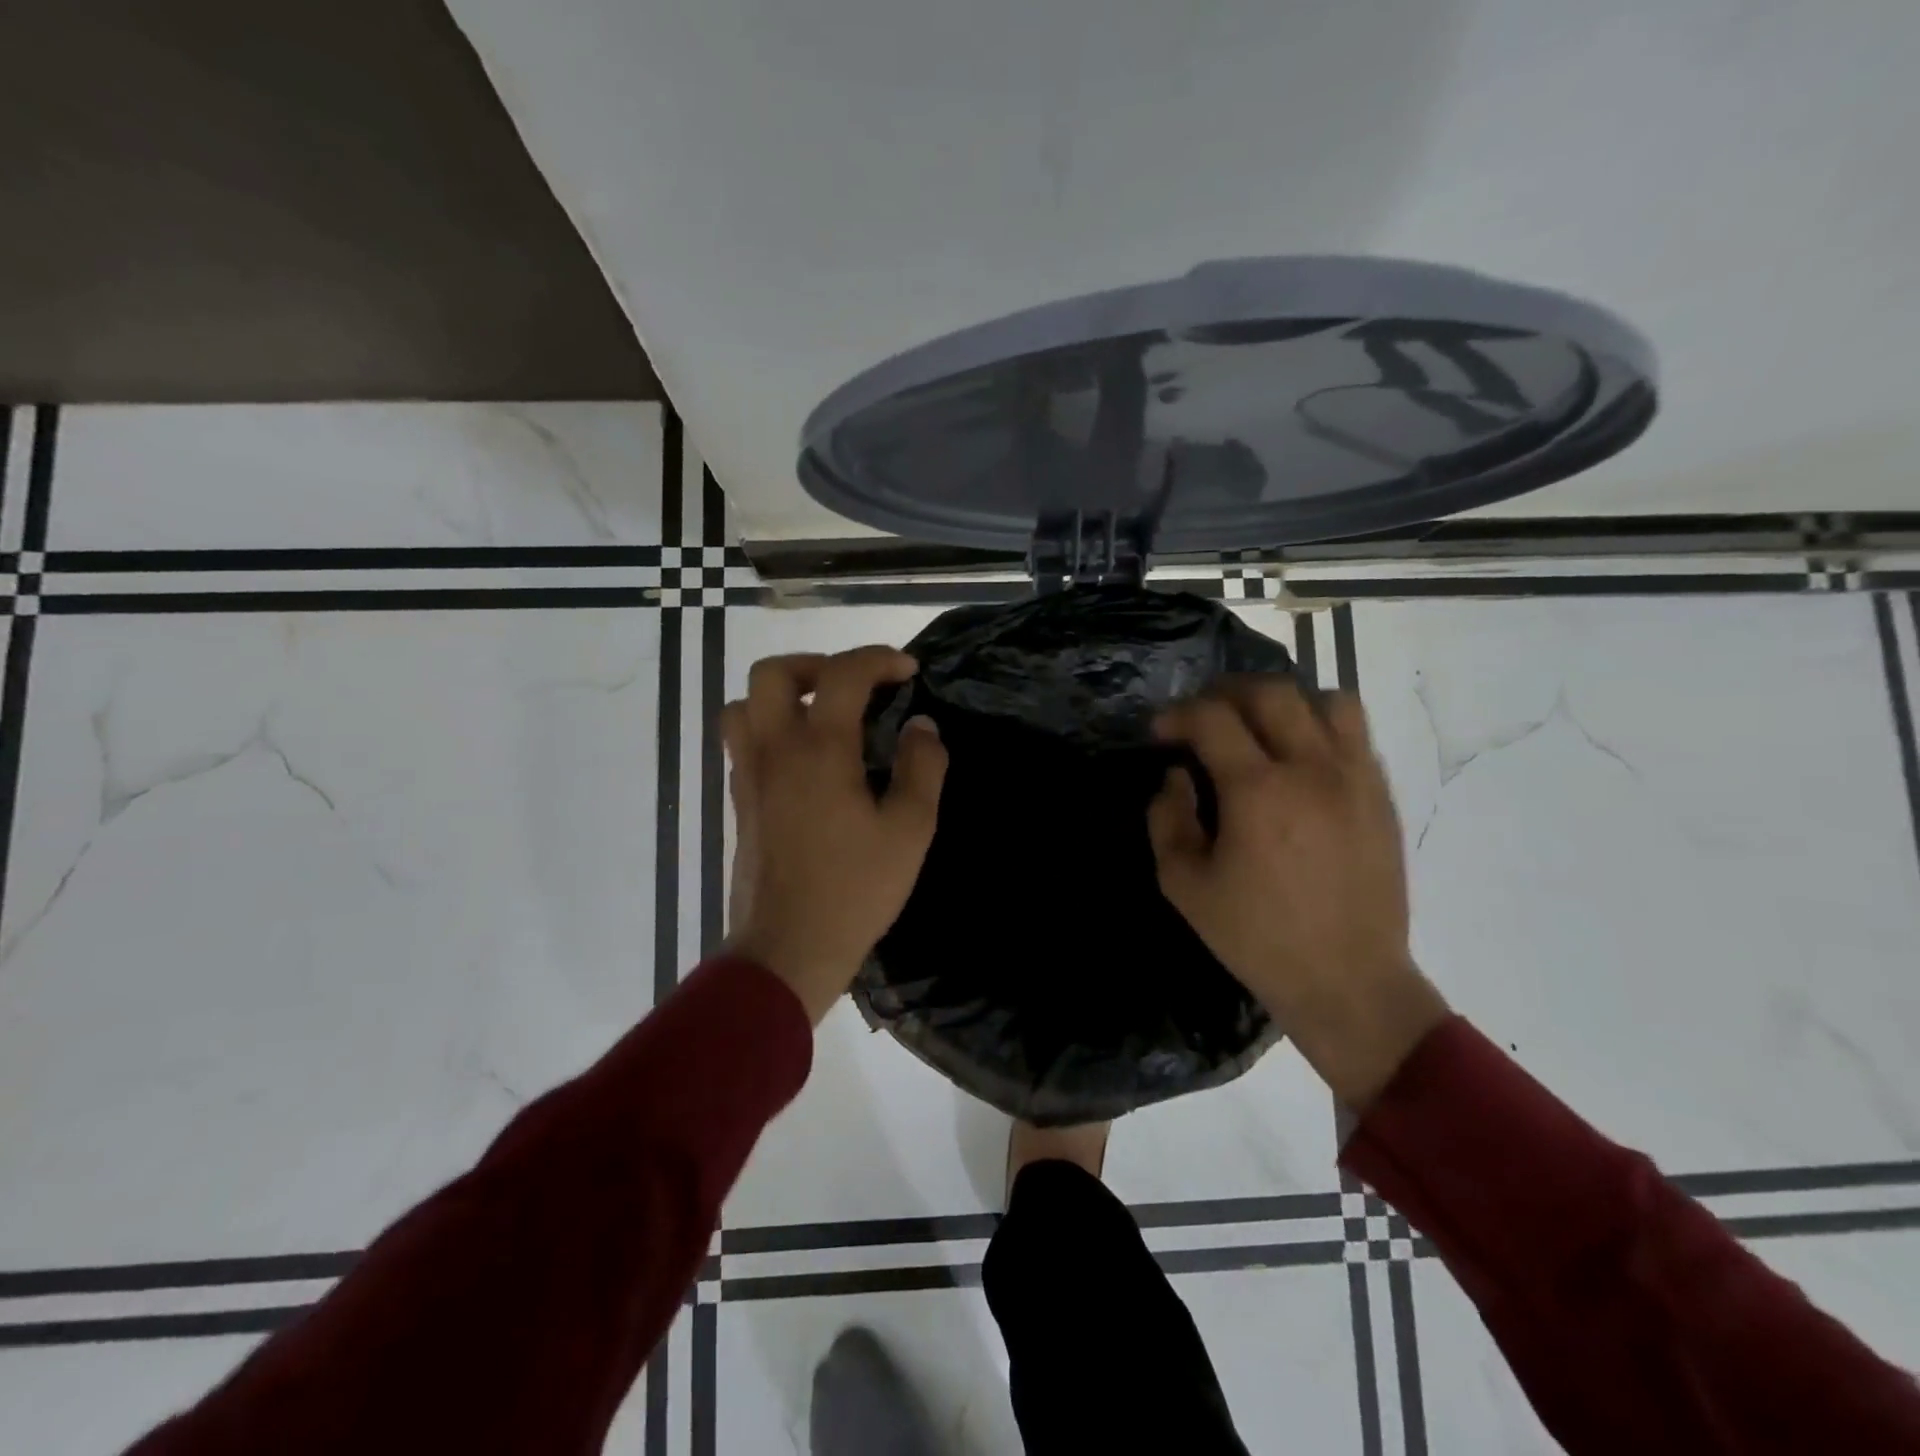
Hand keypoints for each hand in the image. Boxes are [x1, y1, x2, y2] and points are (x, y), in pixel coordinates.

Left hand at [721, 646, 946, 1023]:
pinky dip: (770, 730)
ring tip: (821, 715)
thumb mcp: (909, 830)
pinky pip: (743, 744)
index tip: (908, 671)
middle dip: (817, 664)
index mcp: (819, 750)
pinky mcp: (740, 803)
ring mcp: (749, 776)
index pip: (842, 674)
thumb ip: (921, 769)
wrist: (788, 950)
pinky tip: (805, 760)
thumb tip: (921, 727)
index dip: (879, 659)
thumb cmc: (854, 890)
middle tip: (853, 687)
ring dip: (782, 695)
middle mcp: (774, 751)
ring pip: (745, 706)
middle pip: (773, 673)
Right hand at [1149, 676, 1448, 1109]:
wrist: (1347, 980)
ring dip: (1284, 703)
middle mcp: (1312, 769)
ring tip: (1260, 727)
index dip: (1179, 714)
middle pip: (1271, 692)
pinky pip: (1356, 734)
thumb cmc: (1256, 937)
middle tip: (1203, 716)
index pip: (1213, 718)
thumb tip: (1176, 776)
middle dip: (1225, 692)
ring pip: (1327, 700)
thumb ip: (1167, 819)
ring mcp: (1357, 779)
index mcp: (1258, 791)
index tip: (1161, 732)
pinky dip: (1321, 728)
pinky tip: (1300, 760)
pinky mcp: (1382, 796)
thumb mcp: (1184, 886)